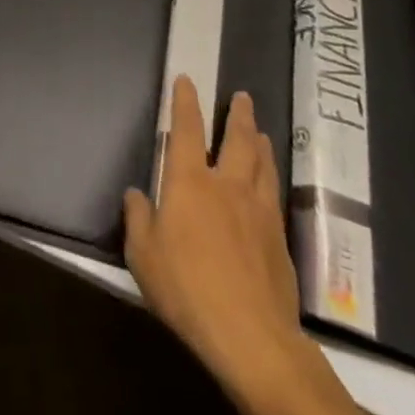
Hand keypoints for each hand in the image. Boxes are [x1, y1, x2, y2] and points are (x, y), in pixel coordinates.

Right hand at [124, 78, 305, 391]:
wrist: (251, 335)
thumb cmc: (187, 288)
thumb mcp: (143, 255)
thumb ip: (138, 218)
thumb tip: (136, 194)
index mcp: (190, 182)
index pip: (187, 129)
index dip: (185, 102)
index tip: (186, 80)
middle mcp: (227, 184)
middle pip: (237, 139)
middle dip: (238, 115)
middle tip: (243, 97)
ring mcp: (258, 209)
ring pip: (262, 163)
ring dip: (259, 142)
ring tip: (260, 131)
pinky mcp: (279, 238)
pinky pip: (274, 193)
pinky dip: (271, 176)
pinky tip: (270, 181)